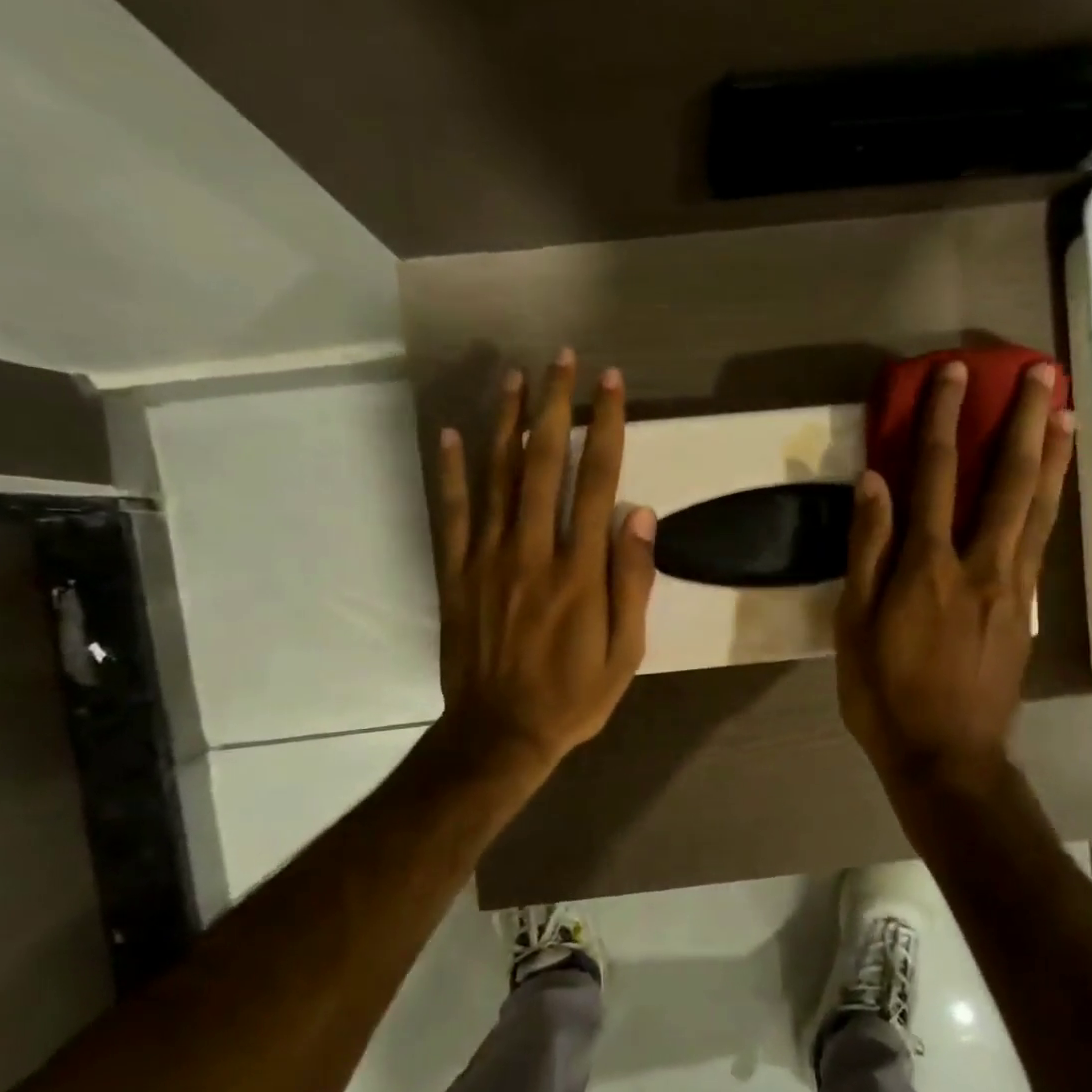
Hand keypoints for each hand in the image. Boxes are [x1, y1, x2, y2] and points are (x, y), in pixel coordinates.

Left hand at [433, 349, 656, 780]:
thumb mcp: (625, 652)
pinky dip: (450, 471)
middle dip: (554, 405)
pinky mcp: (456, 573)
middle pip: (543, 464)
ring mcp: (487, 559)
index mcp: (579, 570)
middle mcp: (532, 551)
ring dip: (505, 422)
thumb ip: (633, 581)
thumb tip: (640, 514)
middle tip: (561, 358)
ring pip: (495, 477)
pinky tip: (451, 433)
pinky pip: (451, 513)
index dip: (606, 426)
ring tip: (513, 376)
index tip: (611, 383)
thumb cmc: (573, 695)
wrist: (500, 734)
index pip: (597, 481)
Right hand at [835, 360, 1075, 783]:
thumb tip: (874, 482)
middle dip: (1022, 422)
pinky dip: (1053, 503)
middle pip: (1008, 481)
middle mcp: (980, 564)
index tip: (954, 375)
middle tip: (1040, 373)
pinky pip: (1042, 541)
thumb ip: (867, 550)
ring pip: (1039, 508)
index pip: (937, 475)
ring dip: (1053, 455)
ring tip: (1066, 412)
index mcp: (928, 567)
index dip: (945, 420)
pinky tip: (1058, 483)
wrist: (947, 757)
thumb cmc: (885, 694)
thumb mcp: (855, 625)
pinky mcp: (1027, 609)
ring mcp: (1013, 587)